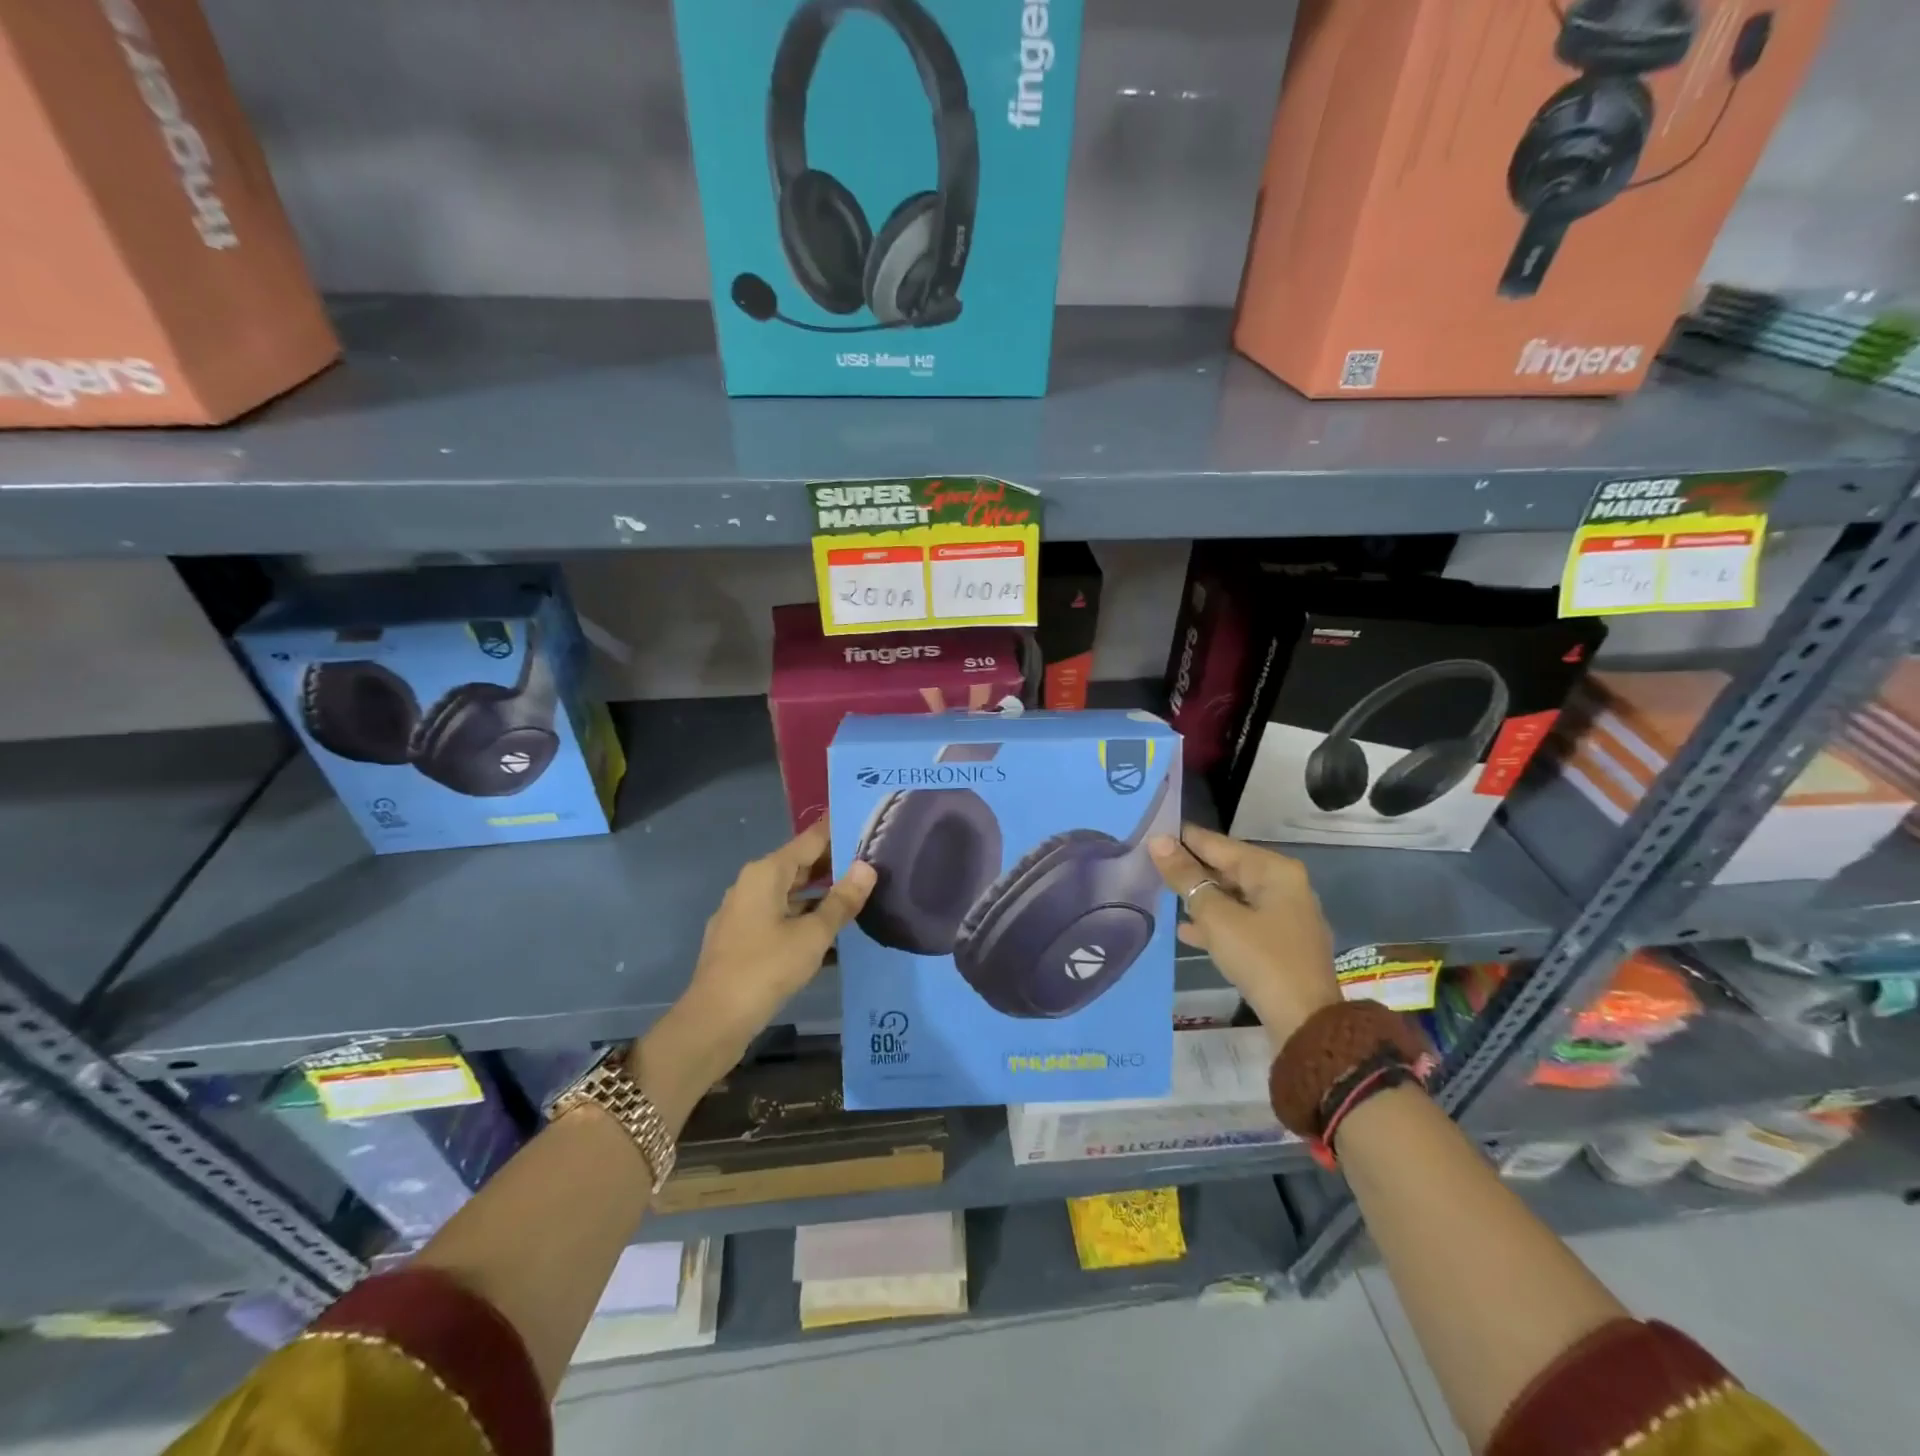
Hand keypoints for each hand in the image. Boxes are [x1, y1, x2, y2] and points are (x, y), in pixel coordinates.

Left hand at [631, 822, 873, 1120]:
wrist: (714, 1020)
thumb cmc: (766, 968)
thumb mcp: (813, 935)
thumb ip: (842, 900)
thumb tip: (867, 866)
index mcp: (767, 873)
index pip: (810, 839)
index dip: (838, 830)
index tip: (866, 821)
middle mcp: (753, 884)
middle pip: (801, 865)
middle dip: (835, 864)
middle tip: (875, 860)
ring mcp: (746, 912)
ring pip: (792, 894)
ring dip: (823, 895)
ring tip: (862, 895)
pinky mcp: (745, 939)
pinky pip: (783, 917)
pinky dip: (807, 919)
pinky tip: (834, 934)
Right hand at [1149, 825, 1340, 1049]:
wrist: (1304, 1022)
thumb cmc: (1260, 958)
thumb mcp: (1216, 916)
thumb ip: (1186, 877)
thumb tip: (1158, 841)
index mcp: (1273, 870)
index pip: (1218, 843)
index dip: (1183, 839)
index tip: (1149, 833)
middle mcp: (1282, 885)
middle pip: (1226, 868)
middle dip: (1190, 870)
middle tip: (1148, 865)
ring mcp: (1282, 915)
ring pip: (1231, 896)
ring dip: (1199, 898)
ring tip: (1160, 895)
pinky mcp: (1278, 943)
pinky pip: (1239, 921)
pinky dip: (1214, 923)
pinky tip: (1185, 931)